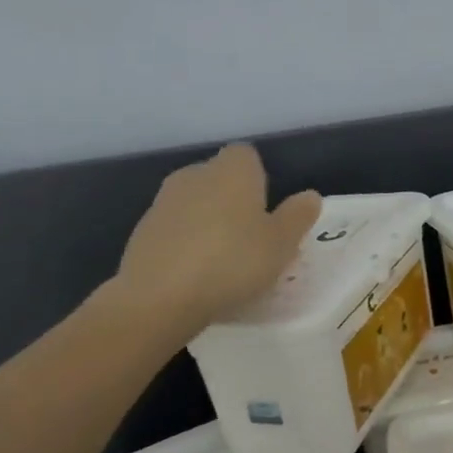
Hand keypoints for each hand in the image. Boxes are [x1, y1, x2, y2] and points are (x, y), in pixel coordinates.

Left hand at [103, 144, 321, 333]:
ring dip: (209, 222)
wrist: (158, 297)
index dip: (260, 178)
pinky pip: (175, 229)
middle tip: (252, 237)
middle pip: (219, 178)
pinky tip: (196, 273)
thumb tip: (310, 196)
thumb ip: (298, 216)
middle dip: (234, 200)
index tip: (268, 209)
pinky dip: (186, 242)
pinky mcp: (143, 231)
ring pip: (195, 203)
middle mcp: (195, 175)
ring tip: (224, 259)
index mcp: (232, 171)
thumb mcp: (282, 244)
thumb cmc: (233, 262)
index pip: (247, 156)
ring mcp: (164, 202)